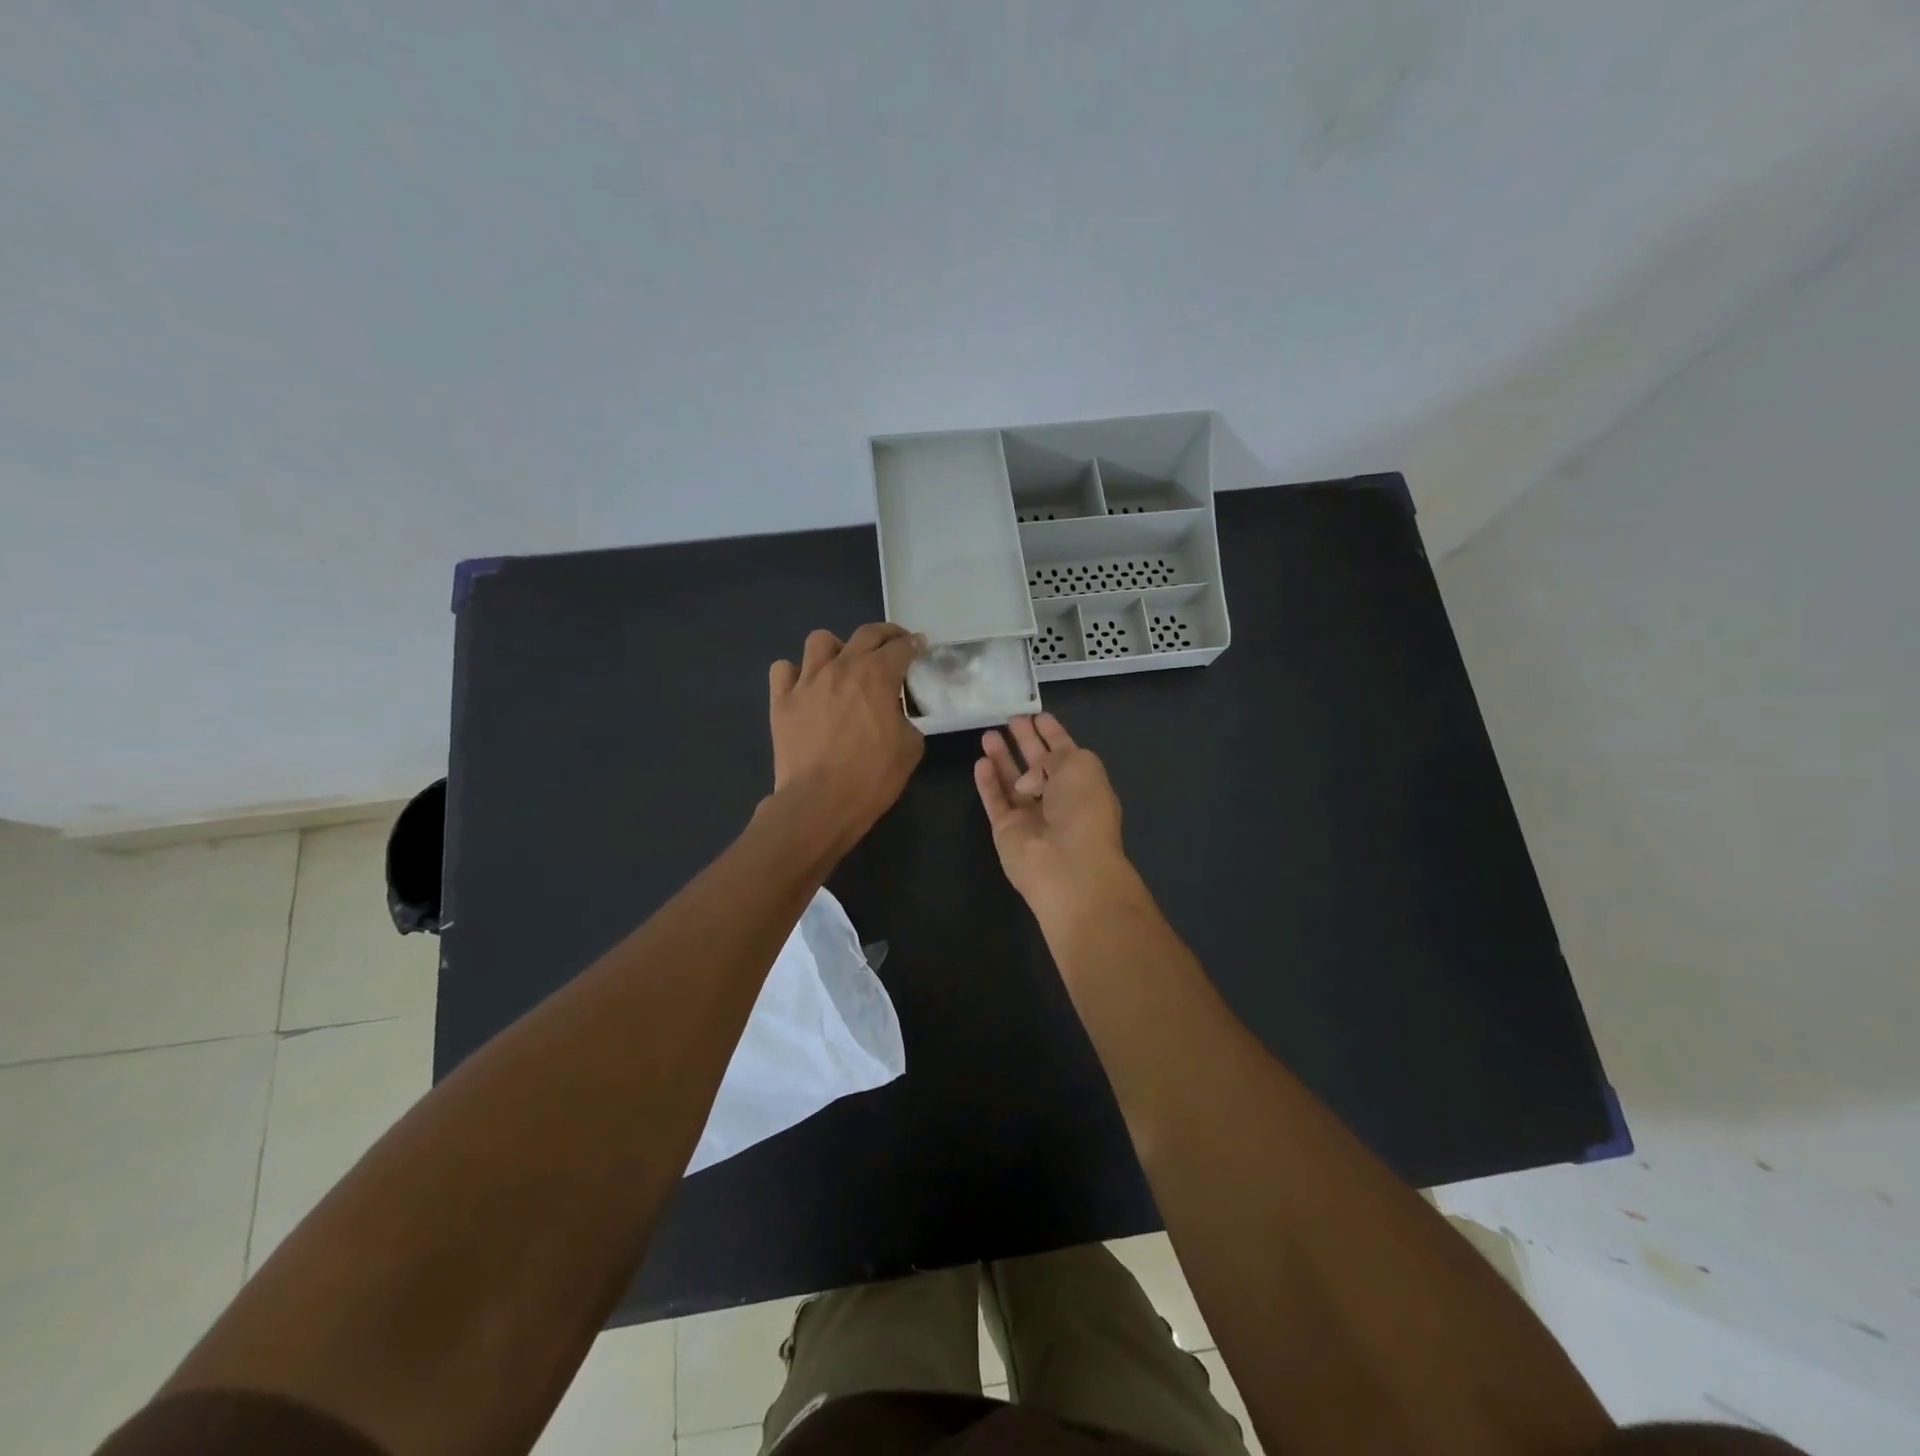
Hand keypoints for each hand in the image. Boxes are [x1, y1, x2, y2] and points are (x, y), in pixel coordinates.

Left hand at [768, 623, 925, 849]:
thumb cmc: (872, 777)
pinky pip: (783, 669)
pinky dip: (795, 673)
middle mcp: (842, 667)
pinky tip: (806, 687)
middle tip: (894, 645)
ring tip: (843, 665)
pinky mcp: (781, 700)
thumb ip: (907, 719)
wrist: (820, 802)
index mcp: (877, 676)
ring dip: (837, 648)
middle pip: (866, 634)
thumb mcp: (910, 747)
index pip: (901, 647)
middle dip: (885, 635)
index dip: (915, 644)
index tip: (920, 647)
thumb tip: (897, 713)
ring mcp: (807, 681)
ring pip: (820, 640)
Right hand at [973, 713, 1132, 913]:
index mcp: (1083, 783)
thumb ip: (1053, 756)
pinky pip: (995, 801)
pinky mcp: (1006, 830)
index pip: (1065, 752)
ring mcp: (1031, 816)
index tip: (1037, 715)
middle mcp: (1058, 799)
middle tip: (1010, 719)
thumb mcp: (1080, 766)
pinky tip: (980, 762)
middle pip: (1037, 765)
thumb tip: (1028, 778)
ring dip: (1001, 758)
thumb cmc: (1083, 809)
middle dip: (1025, 741)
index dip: (1052, 733)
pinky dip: (987, 782)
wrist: (1068, 865)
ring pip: (1012, 781)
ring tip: (988, 734)